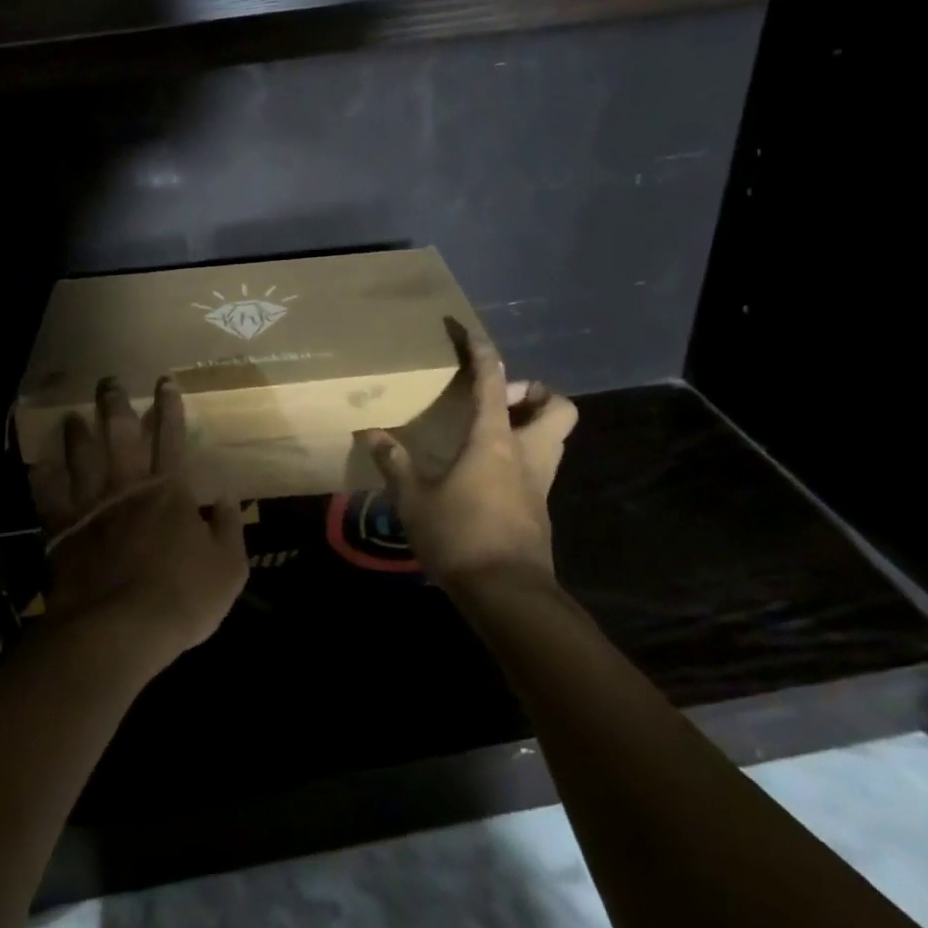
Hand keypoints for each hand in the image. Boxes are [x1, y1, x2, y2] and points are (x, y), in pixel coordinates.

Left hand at [29, 376, 247, 669]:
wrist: (118, 629)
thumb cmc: (181, 598)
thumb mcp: (228, 567)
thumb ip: (230, 528)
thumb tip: (229, 497)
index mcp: (168, 491)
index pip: (171, 438)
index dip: (170, 408)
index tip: (164, 381)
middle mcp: (127, 487)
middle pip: (120, 435)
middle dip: (116, 405)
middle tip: (108, 381)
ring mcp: (91, 506)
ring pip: (81, 457)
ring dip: (77, 433)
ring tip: (72, 415)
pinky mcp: (62, 531)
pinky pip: (48, 497)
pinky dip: (43, 479)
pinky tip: (38, 465)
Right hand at [366, 318, 576, 583]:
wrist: (508, 595)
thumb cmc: (460, 536)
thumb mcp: (414, 500)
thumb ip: (394, 463)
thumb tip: (371, 433)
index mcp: (495, 440)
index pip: (493, 381)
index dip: (482, 352)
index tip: (468, 332)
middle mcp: (527, 453)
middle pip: (557, 408)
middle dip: (534, 395)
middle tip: (498, 402)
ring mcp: (539, 483)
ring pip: (554, 438)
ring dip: (531, 426)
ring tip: (490, 433)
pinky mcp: (540, 509)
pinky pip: (540, 467)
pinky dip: (522, 458)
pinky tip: (487, 474)